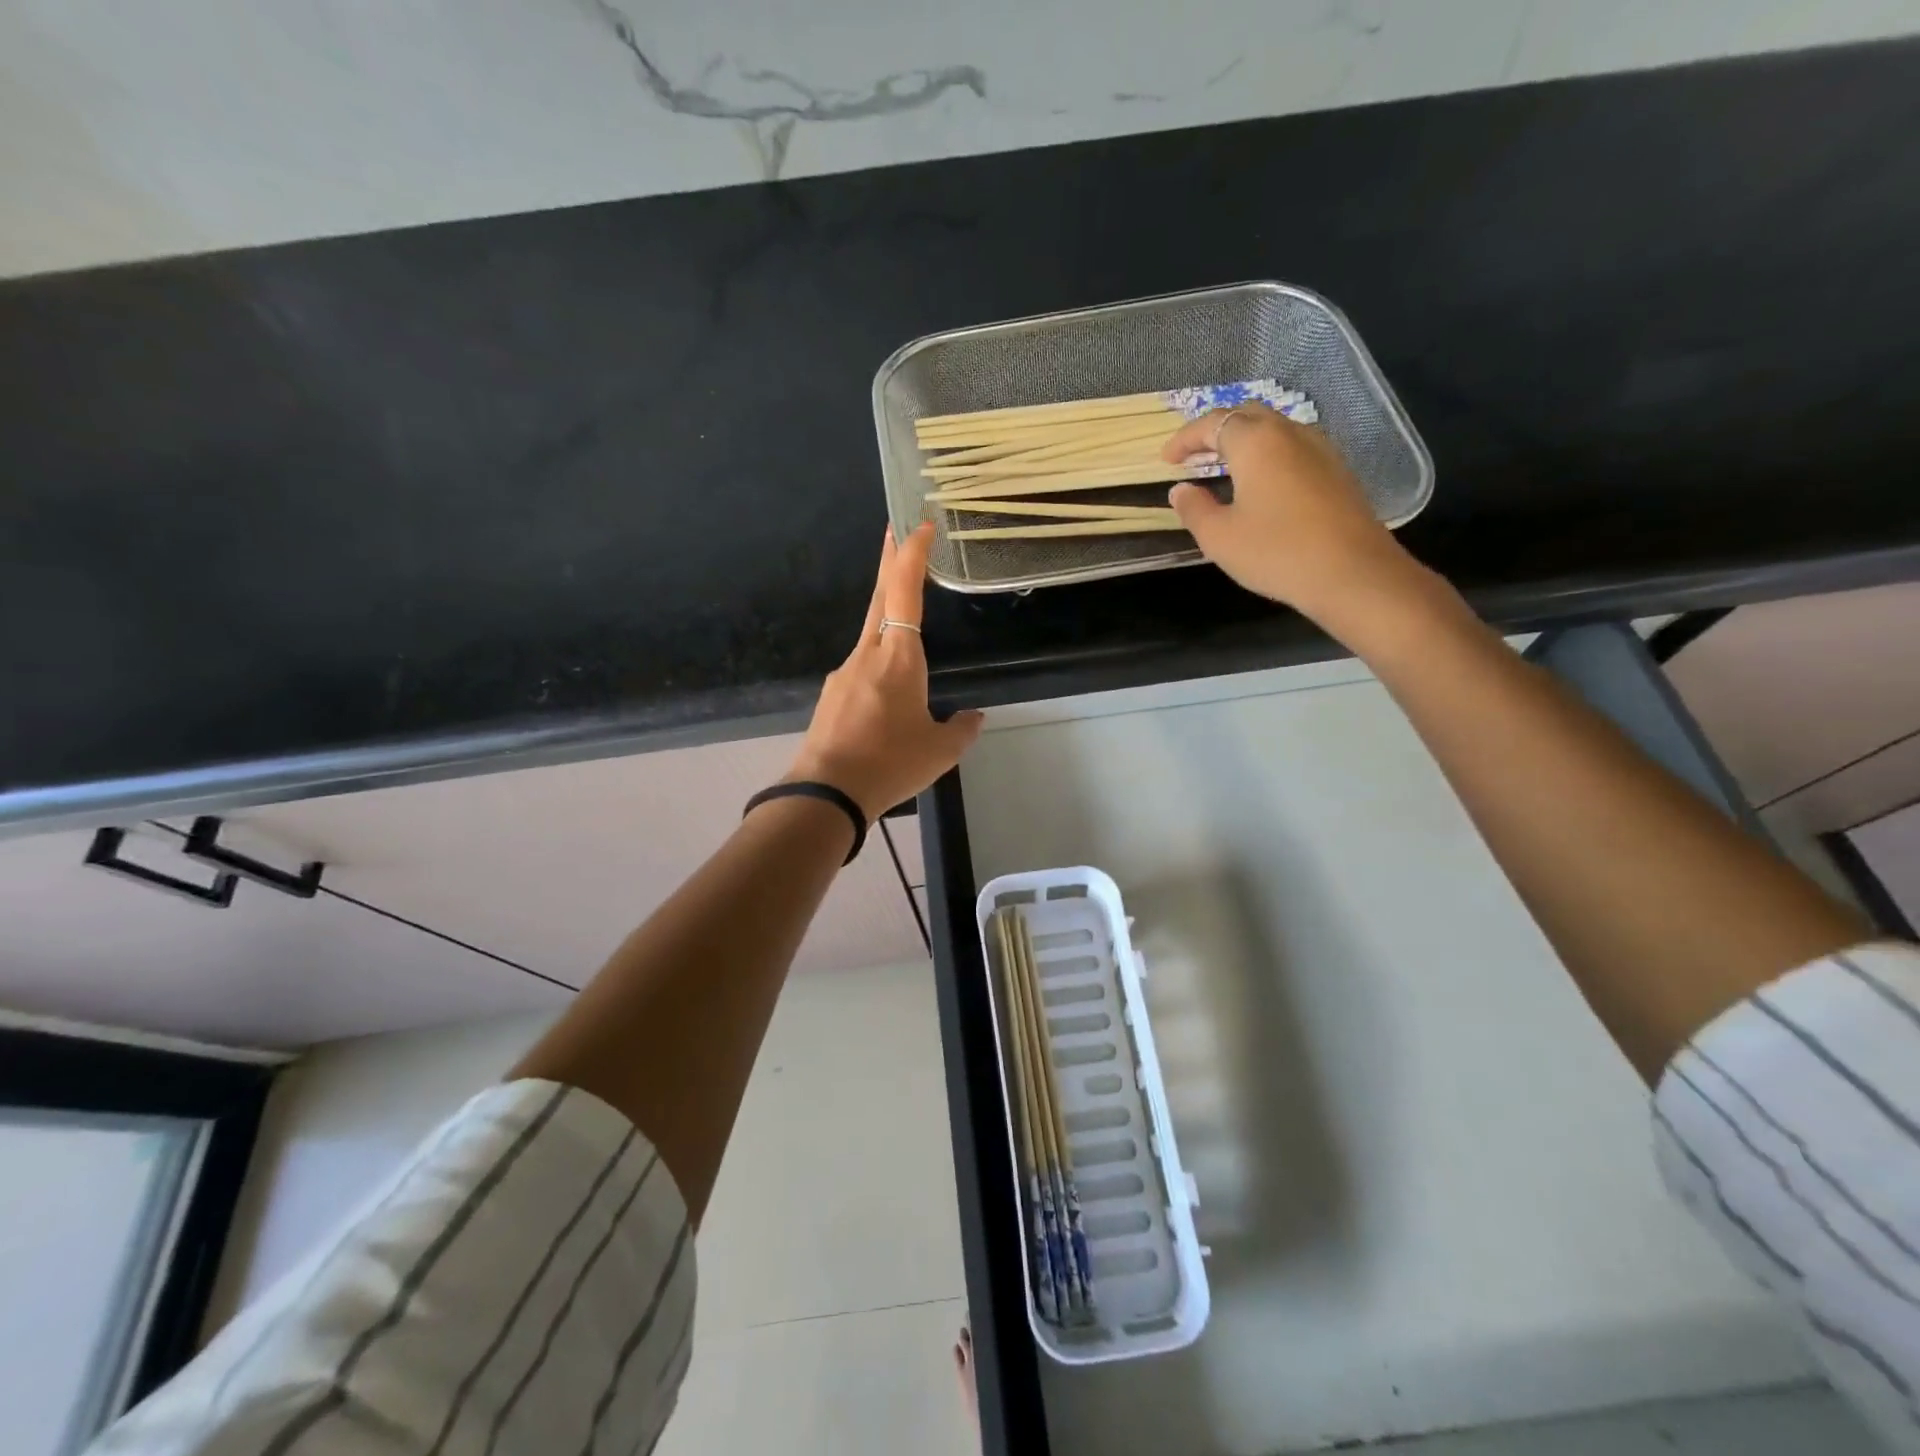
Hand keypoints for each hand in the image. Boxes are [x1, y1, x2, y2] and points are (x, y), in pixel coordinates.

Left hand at [785, 523, 984, 819]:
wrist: (827, 792)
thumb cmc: (891, 763)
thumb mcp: (941, 751)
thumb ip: (963, 729)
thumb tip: (974, 717)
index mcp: (899, 657)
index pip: (905, 591)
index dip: (912, 555)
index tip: (920, 525)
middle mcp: (868, 653)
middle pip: (880, 596)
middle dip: (891, 560)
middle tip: (898, 531)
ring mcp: (845, 672)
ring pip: (870, 630)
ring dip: (886, 610)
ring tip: (903, 609)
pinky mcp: (833, 694)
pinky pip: (862, 663)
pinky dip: (878, 655)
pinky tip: (888, 687)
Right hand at [1163, 404, 1420, 624]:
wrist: (1352, 573)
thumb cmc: (1276, 552)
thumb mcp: (1219, 537)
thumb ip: (1194, 508)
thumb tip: (1181, 490)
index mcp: (1255, 442)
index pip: (1212, 423)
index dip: (1185, 439)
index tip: (1166, 460)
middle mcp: (1289, 432)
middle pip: (1246, 416)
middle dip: (1215, 432)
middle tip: (1194, 458)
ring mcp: (1320, 448)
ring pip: (1274, 430)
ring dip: (1244, 443)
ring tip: (1224, 470)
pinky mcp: (1337, 470)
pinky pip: (1293, 448)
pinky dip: (1268, 456)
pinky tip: (1261, 485)